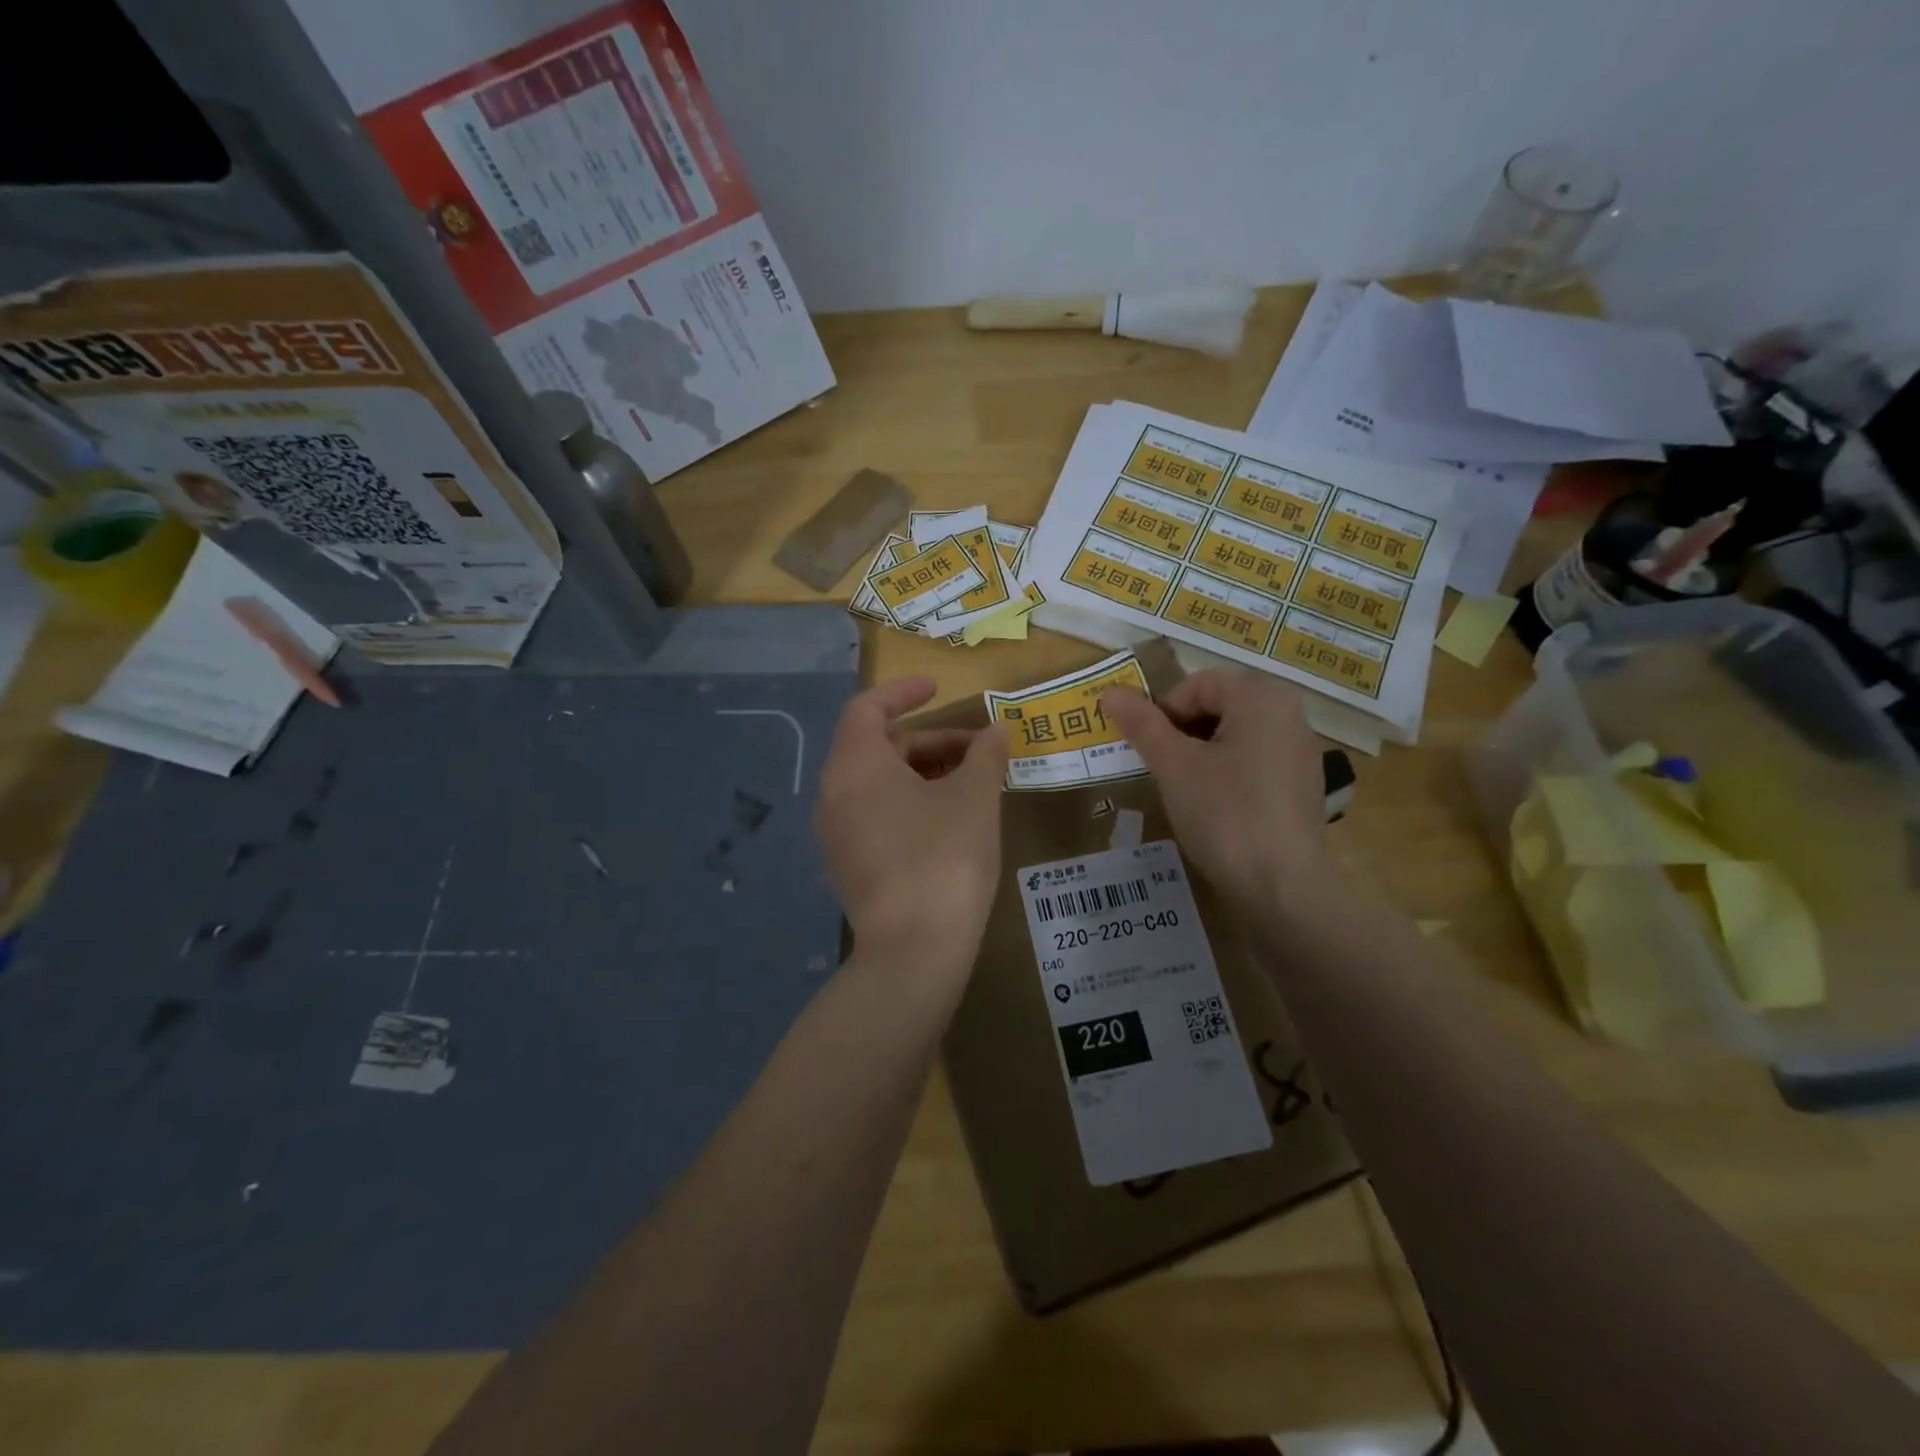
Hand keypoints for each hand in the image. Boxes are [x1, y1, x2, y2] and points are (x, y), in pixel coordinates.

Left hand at [814, 676, 1008, 967]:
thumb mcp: (975, 798)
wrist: (914, 951)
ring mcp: (837, 834)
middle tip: (979, 751)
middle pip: (879, 747)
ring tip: (973, 784)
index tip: (937, 687)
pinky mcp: (848, 866)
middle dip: (931, 742)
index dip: (903, 692)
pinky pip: (876, 815)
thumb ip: (985, 755)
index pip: (868, 708)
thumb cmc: (944, 857)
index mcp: (855, 766)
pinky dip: (910, 804)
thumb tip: (996, 732)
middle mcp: (834, 794)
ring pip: (880, 785)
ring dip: (924, 774)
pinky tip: (951, 821)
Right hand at [1103, 669, 1327, 913]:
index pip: (1197, 684)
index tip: (1150, 751)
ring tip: (1186, 790)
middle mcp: (1289, 713)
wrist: (1283, 887)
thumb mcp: (1173, 766)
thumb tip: (1109, 691)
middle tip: (1163, 769)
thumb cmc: (1225, 815)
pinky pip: (1254, 760)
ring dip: (1201, 753)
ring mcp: (1300, 750)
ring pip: (1234, 734)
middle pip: (1218, 704)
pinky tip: (1216, 808)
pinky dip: (1227, 773)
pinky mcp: (1302, 785)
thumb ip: (1142, 724)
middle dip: (1182, 732)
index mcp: (1261, 696)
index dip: (1164, 712)